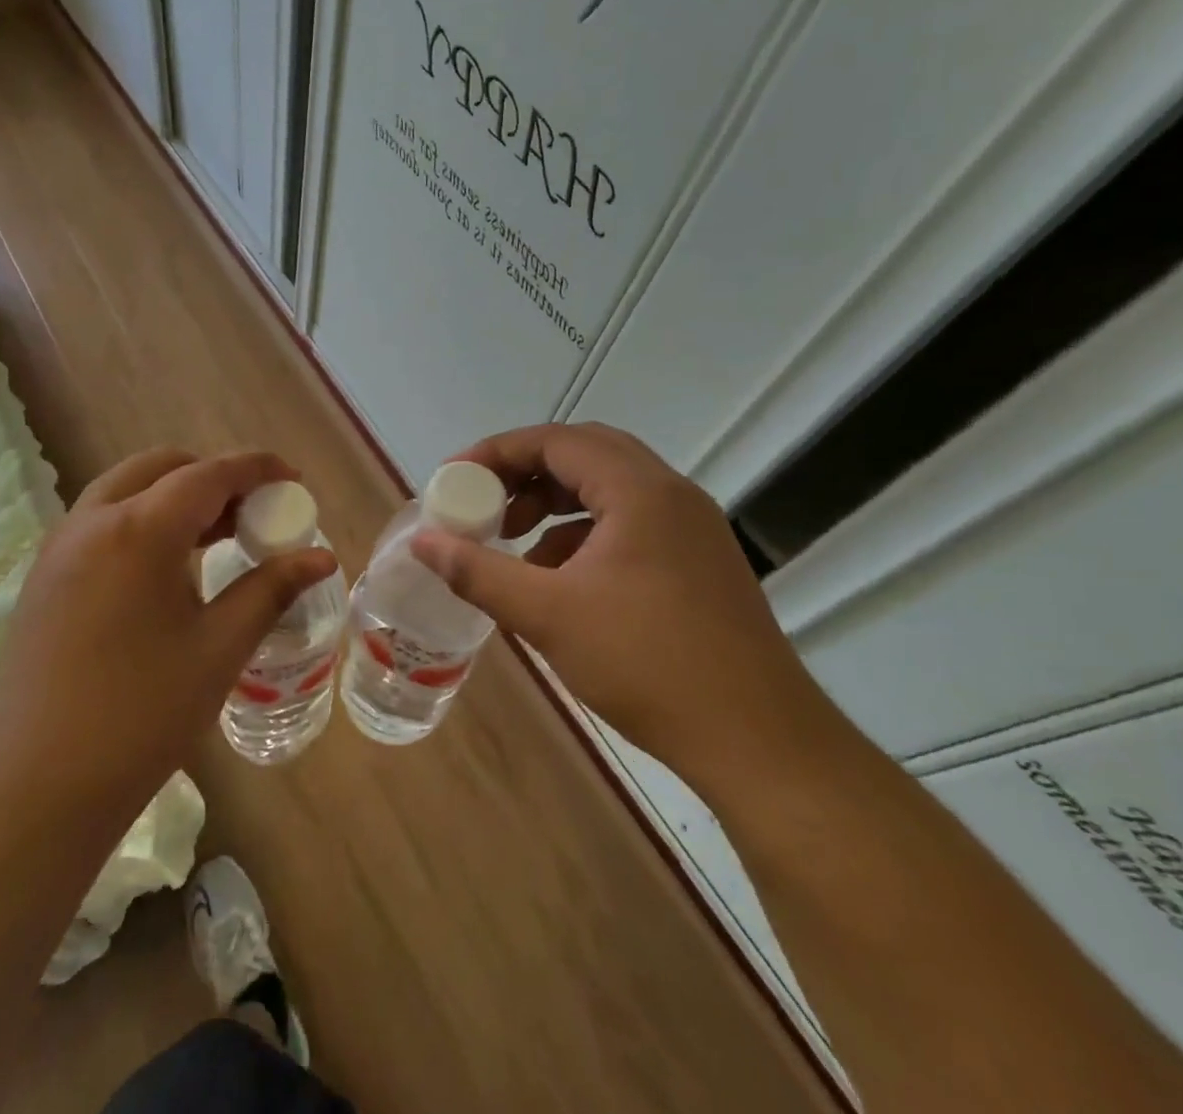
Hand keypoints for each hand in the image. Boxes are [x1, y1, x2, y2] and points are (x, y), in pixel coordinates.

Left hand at [0, 449, 336, 827]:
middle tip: (251, 512)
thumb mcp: (219, 649)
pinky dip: (142, 520)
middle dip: (211, 476)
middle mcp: (92, 521)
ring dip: (174, 497)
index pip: (208, 474)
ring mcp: (59, 548)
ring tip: (217, 537)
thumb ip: (270, 590)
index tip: (291, 477)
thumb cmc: (141, 716)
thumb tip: (321, 557)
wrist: (34, 790)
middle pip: (160, 468)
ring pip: (125, 491)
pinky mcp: (44, 578)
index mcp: (138, 529)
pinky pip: (101, 522)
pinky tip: (167, 568)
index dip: (255, 468)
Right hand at [410, 423, 831, 778]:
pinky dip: (583, 534)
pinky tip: (558, 579)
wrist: (760, 743)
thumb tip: (422, 541)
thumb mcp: (547, 615)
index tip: (454, 479)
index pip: (555, 440)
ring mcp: (690, 527)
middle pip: (583, 454)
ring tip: (513, 543)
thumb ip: (478, 571)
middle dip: (525, 474)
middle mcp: (670, 494)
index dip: (497, 452)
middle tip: (484, 503)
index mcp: (639, 490)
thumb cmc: (647, 664)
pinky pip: (628, 522)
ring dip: (554, 504)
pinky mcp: (697, 560)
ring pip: (607, 488)